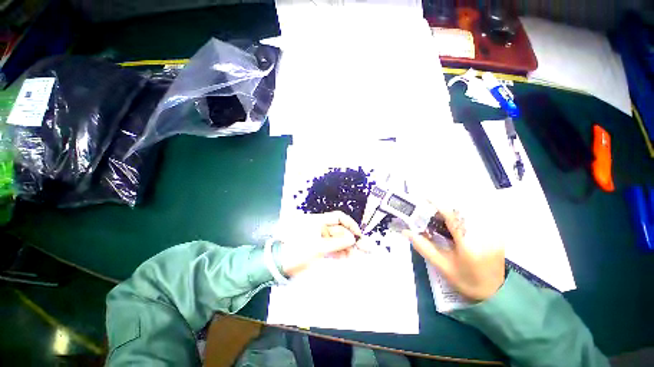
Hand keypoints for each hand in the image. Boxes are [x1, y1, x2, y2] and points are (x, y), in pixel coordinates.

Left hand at [277, 211, 361, 276]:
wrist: (279, 264)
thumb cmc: (298, 251)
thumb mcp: (318, 246)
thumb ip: (336, 242)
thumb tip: (353, 238)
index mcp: (318, 221)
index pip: (338, 217)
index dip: (350, 224)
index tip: (358, 234)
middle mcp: (320, 227)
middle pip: (339, 230)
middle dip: (351, 238)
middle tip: (364, 248)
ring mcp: (319, 238)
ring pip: (337, 240)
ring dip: (347, 247)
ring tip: (357, 255)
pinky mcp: (318, 248)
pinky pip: (332, 248)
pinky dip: (339, 252)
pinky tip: (347, 258)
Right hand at [402, 209, 504, 301]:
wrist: (494, 293)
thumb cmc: (465, 281)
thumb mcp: (441, 266)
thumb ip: (423, 247)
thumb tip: (406, 232)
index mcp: (469, 246)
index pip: (453, 218)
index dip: (439, 204)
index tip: (426, 197)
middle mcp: (484, 236)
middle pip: (463, 211)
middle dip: (446, 206)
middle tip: (432, 209)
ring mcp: (494, 234)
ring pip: (472, 212)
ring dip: (456, 209)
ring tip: (444, 214)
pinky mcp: (498, 234)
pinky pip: (480, 217)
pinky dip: (466, 214)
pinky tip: (458, 219)